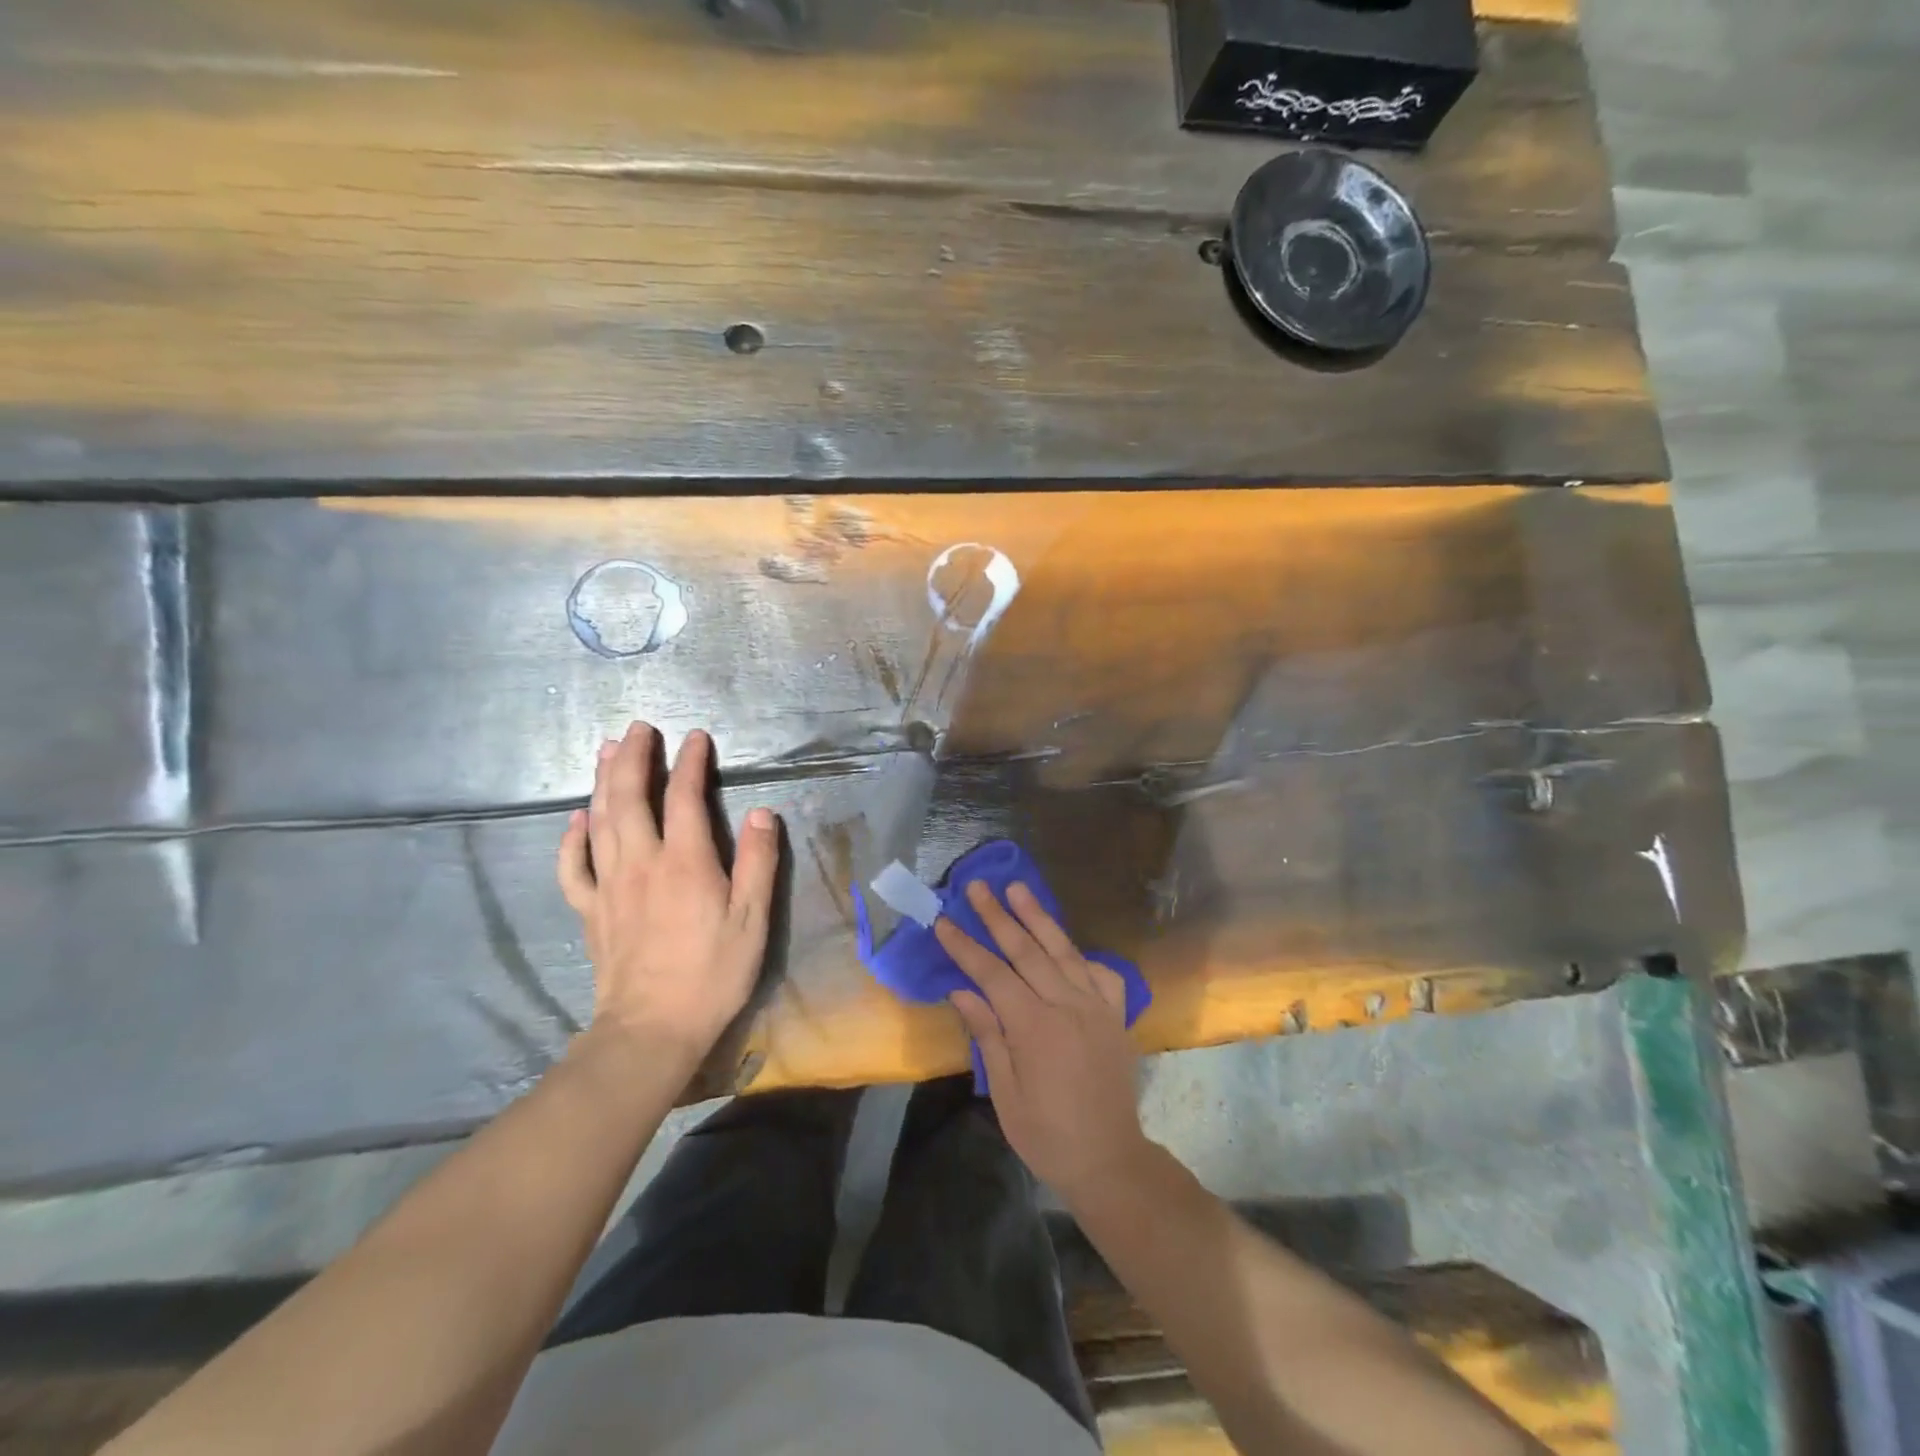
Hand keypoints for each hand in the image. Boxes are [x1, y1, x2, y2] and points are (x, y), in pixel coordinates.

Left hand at [557, 723, 779, 1065]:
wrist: (652, 1030)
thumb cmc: (712, 974)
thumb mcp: (752, 920)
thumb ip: (758, 863)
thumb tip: (762, 814)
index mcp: (685, 862)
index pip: (684, 797)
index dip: (690, 763)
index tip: (696, 738)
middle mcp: (641, 862)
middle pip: (629, 797)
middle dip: (633, 757)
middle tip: (638, 728)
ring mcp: (609, 886)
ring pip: (598, 821)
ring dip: (601, 781)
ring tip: (605, 751)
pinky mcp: (590, 911)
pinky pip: (573, 866)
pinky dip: (571, 838)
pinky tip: (575, 820)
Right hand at [938, 881, 1149, 1203]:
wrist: (1110, 1159)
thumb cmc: (1047, 1134)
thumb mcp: (1005, 1093)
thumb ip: (987, 1035)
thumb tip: (962, 990)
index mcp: (1034, 1028)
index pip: (992, 975)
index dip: (966, 947)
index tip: (944, 921)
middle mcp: (1067, 1006)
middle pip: (1027, 951)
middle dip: (998, 916)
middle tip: (978, 886)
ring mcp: (1096, 1006)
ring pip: (1063, 951)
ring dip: (1038, 917)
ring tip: (1018, 888)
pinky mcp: (1115, 1015)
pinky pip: (1100, 973)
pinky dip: (1081, 954)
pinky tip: (1067, 943)